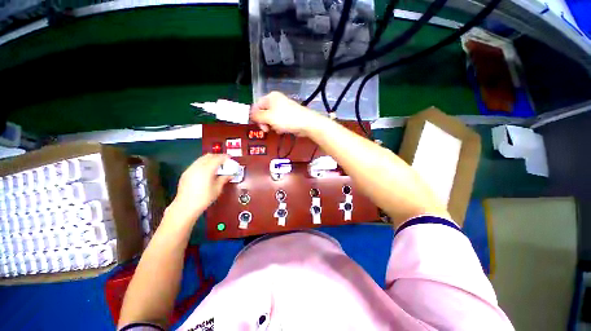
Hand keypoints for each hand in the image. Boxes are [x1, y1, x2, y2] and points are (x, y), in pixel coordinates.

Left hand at [168, 154, 230, 221]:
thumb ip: (224, 179)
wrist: (185, 207)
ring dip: (210, 159)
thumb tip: (230, 175)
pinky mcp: (186, 173)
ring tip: (217, 165)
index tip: (230, 158)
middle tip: (224, 161)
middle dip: (217, 156)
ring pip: (201, 159)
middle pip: (208, 156)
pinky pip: (196, 163)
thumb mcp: (217, 189)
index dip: (225, 157)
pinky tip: (207, 170)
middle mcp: (197, 167)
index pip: (217, 159)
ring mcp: (190, 169)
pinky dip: (204, 163)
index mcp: (206, 170)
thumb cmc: (203, 199)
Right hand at [251, 91, 325, 135]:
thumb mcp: (269, 117)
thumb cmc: (286, 119)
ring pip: (271, 118)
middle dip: (264, 122)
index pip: (256, 106)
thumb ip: (257, 116)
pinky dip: (279, 126)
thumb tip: (251, 115)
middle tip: (267, 130)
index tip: (259, 126)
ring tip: (278, 129)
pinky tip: (282, 130)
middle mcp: (276, 101)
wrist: (306, 123)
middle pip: (263, 112)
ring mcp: (283, 108)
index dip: (255, 117)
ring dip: (272, 125)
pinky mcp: (288, 116)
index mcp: (270, 97)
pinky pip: (279, 121)